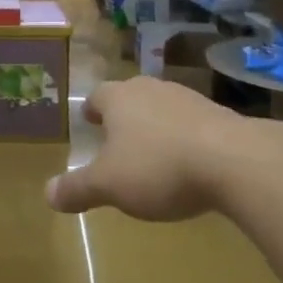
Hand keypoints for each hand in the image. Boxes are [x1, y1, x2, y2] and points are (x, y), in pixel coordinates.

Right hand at [46, 76, 282, 221]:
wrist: (235, 161)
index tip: (90, 121)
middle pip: (131, 96)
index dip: (92, 110)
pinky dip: (186, 137)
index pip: (97, 96)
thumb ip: (77, 188)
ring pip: (162, 107)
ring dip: (156, 125)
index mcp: (119, 98)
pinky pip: (192, 123)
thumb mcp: (109, 185)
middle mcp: (151, 89)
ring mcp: (188, 98)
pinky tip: (190, 162)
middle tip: (118, 136)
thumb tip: (47, 193)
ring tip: (154, 151)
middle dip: (124, 115)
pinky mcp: (220, 114)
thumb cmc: (159, 167)